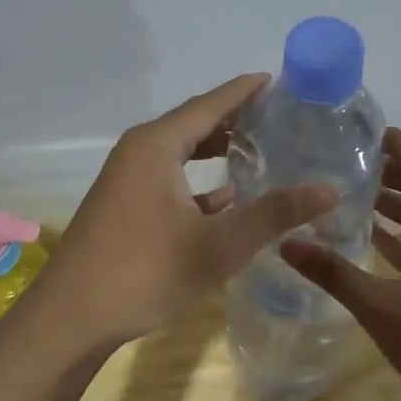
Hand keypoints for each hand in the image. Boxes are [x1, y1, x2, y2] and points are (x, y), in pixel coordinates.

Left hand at [34, 74, 338, 349]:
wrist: (70, 320)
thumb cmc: (145, 271)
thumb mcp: (219, 244)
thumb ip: (274, 214)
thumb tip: (330, 189)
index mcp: (156, 145)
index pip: (210, 104)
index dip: (244, 91)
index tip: (276, 80)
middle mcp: (138, 152)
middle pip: (194, 124)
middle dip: (235, 120)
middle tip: (279, 119)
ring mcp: (127, 181)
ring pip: (181, 154)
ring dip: (217, 152)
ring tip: (260, 151)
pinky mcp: (124, 208)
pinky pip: (170, 180)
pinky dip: (199, 183)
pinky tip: (227, 199)